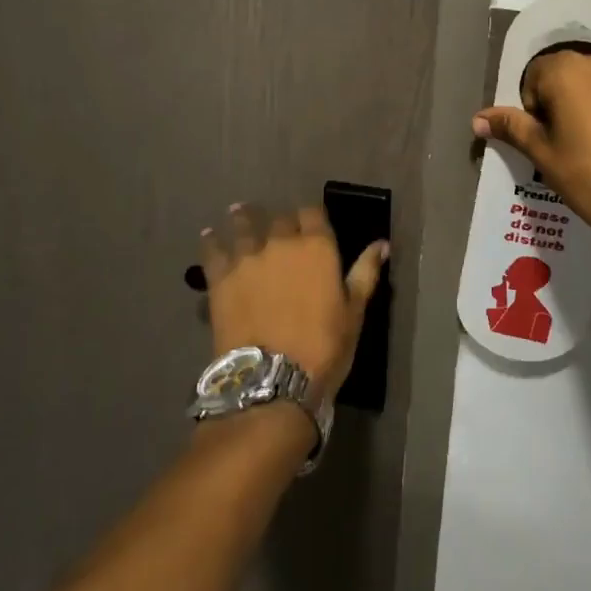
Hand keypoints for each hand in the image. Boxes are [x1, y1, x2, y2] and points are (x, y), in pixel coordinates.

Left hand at [198, 204, 388, 404]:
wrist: (272, 380)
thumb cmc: (323, 348)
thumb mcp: (354, 312)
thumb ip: (365, 273)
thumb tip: (382, 243)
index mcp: (317, 247)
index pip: (313, 213)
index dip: (311, 216)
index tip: (310, 222)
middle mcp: (281, 242)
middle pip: (279, 219)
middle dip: (280, 222)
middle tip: (277, 227)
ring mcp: (248, 258)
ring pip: (244, 226)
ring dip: (243, 218)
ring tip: (239, 211)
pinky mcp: (221, 278)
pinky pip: (213, 251)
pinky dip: (211, 241)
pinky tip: (208, 236)